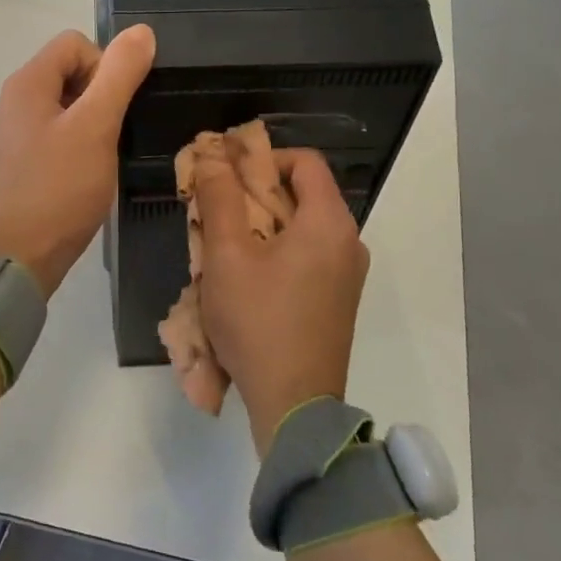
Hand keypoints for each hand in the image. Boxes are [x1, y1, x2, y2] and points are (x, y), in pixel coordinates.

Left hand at [0, 25, 155, 297]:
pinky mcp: (20, 165)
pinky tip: (88, 175)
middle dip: (101, 95)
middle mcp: (14, 102)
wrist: (17, 260)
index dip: (106, 65)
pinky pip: (56, 136)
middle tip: (114, 133)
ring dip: (93, 122)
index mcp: (27, 84)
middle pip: (69, 72)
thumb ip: (119, 76)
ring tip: (105, 156)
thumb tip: (141, 32)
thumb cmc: (58, 189)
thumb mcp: (96, 127)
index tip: (118, 106)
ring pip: (66, 107)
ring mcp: (15, 136)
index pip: (75, 43)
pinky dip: (78, 145)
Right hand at [192, 148, 368, 453]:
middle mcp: (348, 241)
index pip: (303, 161)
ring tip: (222, 245)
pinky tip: (244, 277)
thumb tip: (212, 155)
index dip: (262, 158)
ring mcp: (347, 274)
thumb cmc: (259, 321)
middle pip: (301, 194)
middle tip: (214, 210)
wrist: (294, 406)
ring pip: (301, 228)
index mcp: (329, 222)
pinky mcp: (338, 300)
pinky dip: (276, 252)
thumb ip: (219, 198)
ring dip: (261, 226)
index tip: (226, 174)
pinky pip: (307, 257)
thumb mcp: (227, 256)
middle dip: (253, 194)